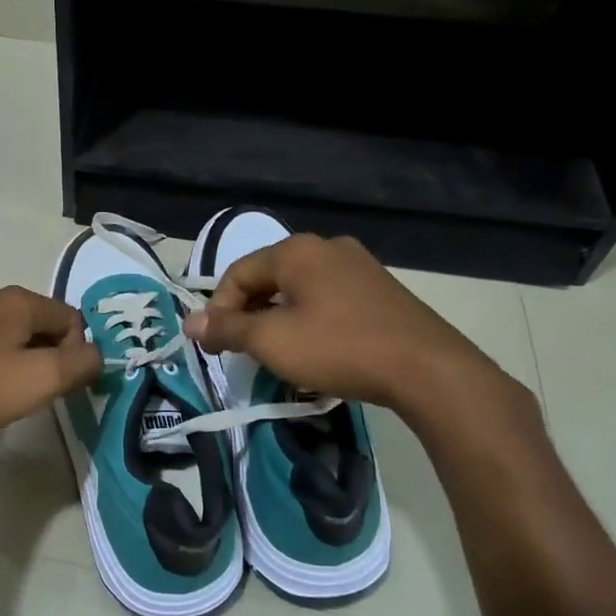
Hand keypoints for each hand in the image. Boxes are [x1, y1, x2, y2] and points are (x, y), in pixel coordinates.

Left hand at [0, 285, 101, 458]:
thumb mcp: (43, 378)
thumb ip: (82, 363)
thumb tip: (98, 355)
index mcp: (18, 300)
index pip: (71, 318)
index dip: (77, 352)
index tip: (64, 385)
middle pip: (41, 324)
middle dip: (51, 357)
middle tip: (41, 393)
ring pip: (13, 336)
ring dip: (23, 363)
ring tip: (11, 397)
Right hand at [183, 233, 531, 428]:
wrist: (426, 368)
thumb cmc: (339, 348)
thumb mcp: (272, 341)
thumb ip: (227, 328)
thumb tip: (190, 323)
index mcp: (296, 250)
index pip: (237, 273)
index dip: (219, 309)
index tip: (217, 346)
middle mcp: (326, 247)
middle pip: (269, 278)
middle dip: (250, 315)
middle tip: (246, 352)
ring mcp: (359, 265)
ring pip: (300, 290)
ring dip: (279, 320)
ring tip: (280, 355)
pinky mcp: (380, 289)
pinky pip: (329, 299)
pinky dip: (311, 321)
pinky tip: (318, 350)